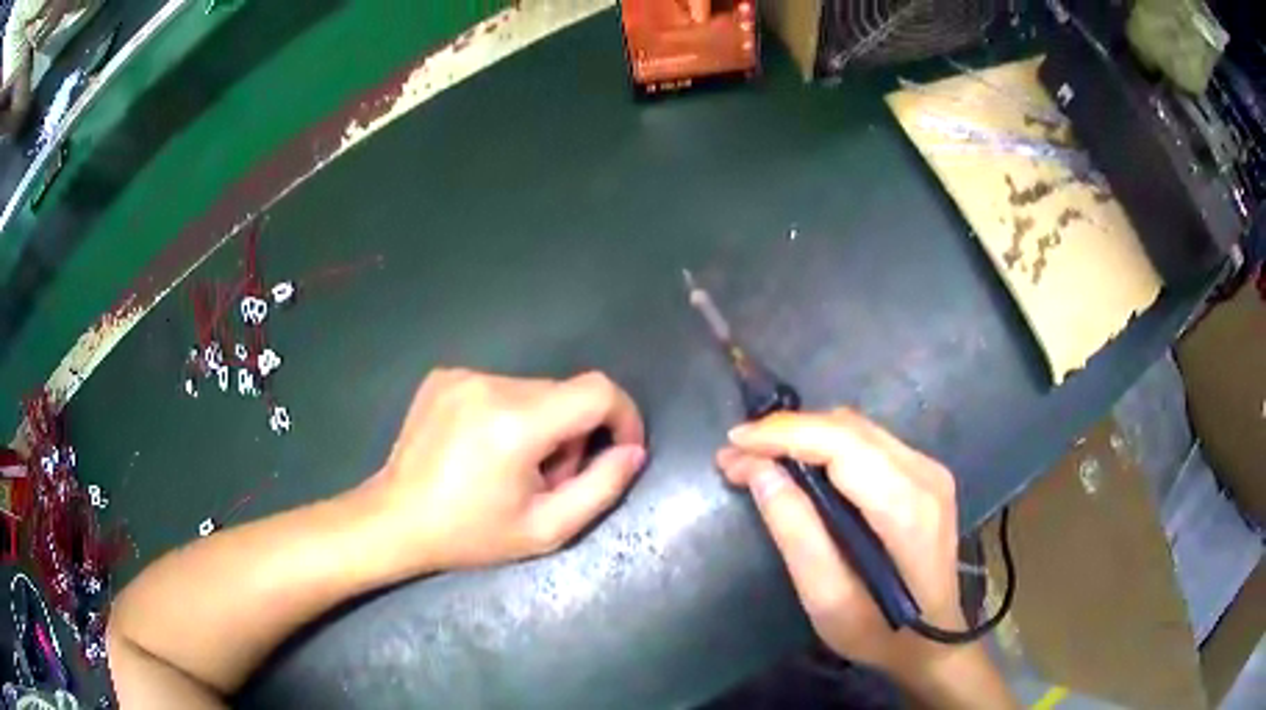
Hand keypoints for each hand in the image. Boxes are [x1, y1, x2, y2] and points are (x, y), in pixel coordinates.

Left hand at [361, 369, 645, 574]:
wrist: (395, 520)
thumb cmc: (470, 535)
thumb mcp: (546, 529)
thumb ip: (602, 488)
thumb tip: (633, 451)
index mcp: (516, 423)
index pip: (598, 391)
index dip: (623, 416)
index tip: (619, 450)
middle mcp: (490, 385)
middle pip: (565, 393)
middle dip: (574, 433)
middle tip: (549, 478)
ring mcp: (462, 375)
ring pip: (535, 390)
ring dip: (541, 424)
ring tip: (512, 467)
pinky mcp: (444, 376)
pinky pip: (501, 387)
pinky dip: (509, 414)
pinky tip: (483, 449)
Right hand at [715, 410, 969, 684]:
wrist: (934, 642)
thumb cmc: (879, 632)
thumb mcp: (827, 599)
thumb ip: (796, 532)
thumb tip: (758, 471)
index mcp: (908, 508)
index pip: (843, 445)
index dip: (785, 434)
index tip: (733, 444)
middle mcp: (925, 475)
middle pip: (849, 429)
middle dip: (786, 433)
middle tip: (736, 458)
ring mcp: (930, 471)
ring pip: (857, 430)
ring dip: (804, 437)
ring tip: (757, 460)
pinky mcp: (925, 475)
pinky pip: (868, 443)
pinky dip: (826, 447)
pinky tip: (798, 466)